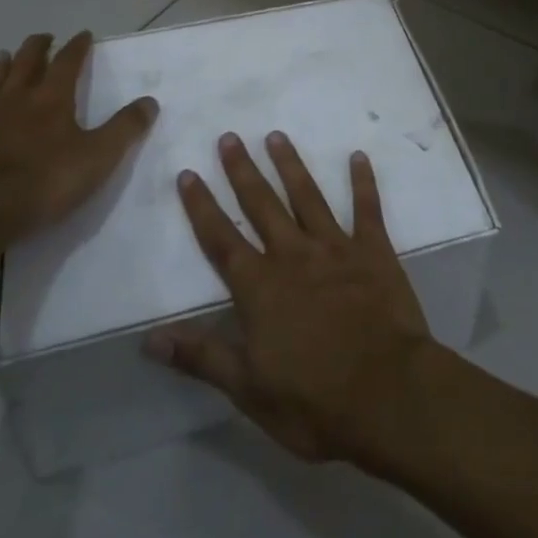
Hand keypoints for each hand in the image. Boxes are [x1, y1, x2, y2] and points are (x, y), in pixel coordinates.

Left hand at [0, 30, 157, 259]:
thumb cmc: (44, 182)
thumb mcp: (98, 157)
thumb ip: (125, 128)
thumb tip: (150, 101)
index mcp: (51, 99)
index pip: (67, 61)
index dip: (77, 46)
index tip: (84, 34)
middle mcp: (15, 102)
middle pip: (26, 64)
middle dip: (37, 48)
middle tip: (44, 37)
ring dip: (0, 71)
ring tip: (3, 57)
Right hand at [145, 131, 431, 464]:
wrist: (388, 393)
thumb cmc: (314, 401)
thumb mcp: (249, 390)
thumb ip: (202, 357)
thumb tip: (150, 338)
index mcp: (261, 288)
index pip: (221, 240)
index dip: (202, 207)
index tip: (188, 172)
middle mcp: (293, 255)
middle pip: (261, 205)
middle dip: (243, 170)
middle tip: (230, 136)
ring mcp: (335, 247)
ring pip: (307, 196)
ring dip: (290, 165)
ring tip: (276, 136)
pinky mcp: (373, 251)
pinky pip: (367, 208)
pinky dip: (363, 181)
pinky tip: (358, 155)